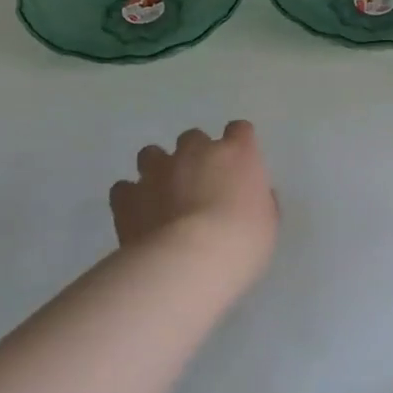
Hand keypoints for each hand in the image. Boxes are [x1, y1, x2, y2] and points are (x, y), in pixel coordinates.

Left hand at [110, 120, 279, 286]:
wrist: (190, 261)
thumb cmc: (242, 243)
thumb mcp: (268, 225)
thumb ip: (260, 202)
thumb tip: (254, 197)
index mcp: (237, 153)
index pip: (239, 130)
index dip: (238, 144)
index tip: (239, 164)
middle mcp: (196, 151)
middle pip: (193, 138)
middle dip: (195, 156)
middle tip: (199, 185)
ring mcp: (158, 170)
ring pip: (152, 154)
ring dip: (158, 169)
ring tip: (162, 196)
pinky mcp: (128, 195)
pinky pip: (125, 188)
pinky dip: (131, 198)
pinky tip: (138, 216)